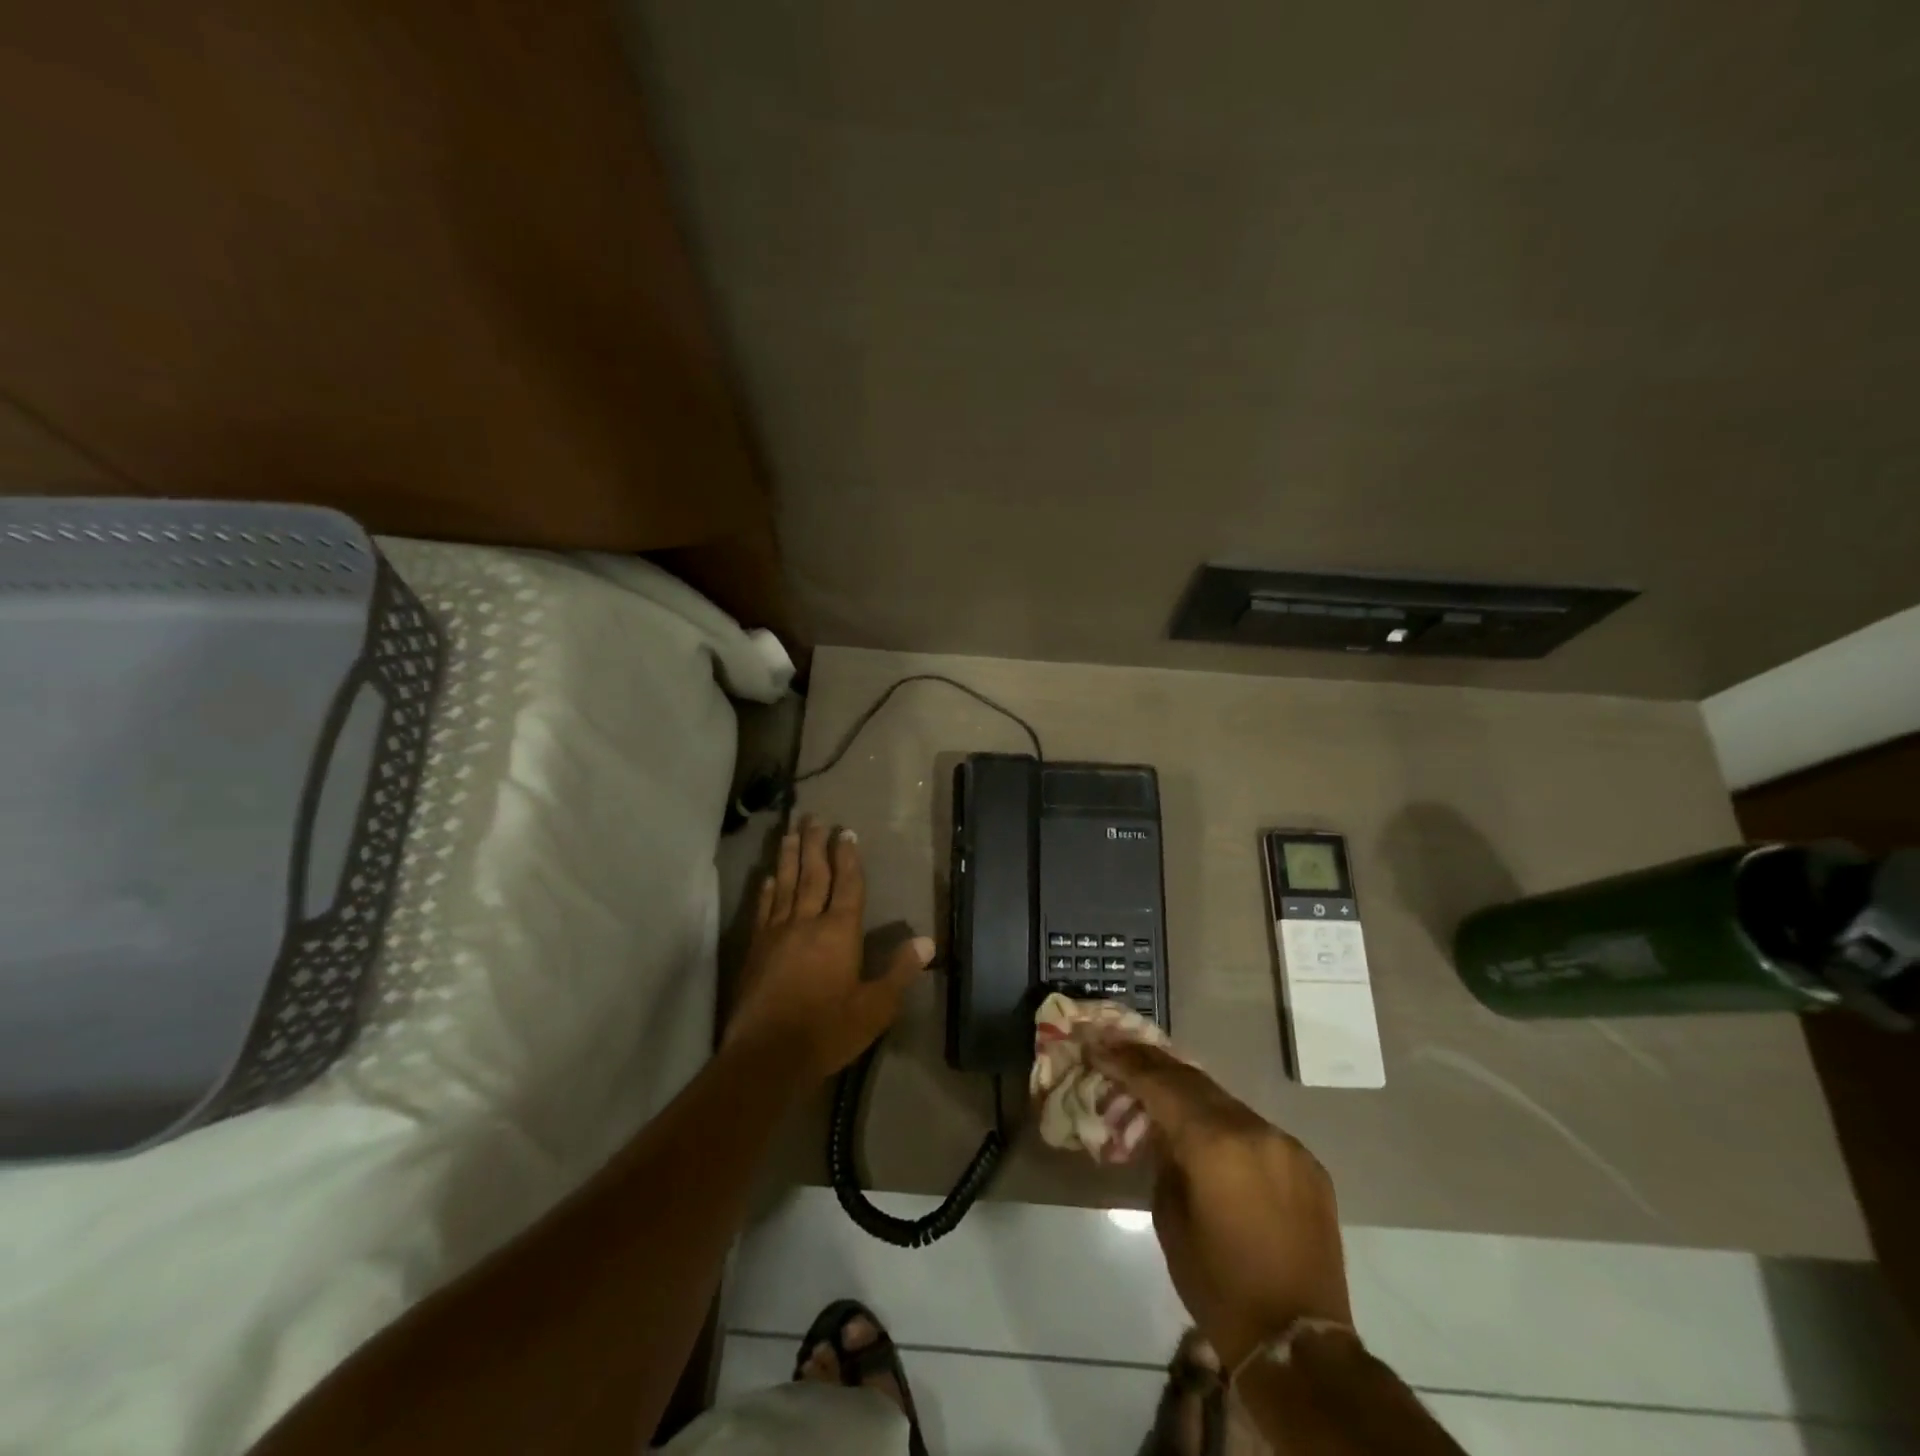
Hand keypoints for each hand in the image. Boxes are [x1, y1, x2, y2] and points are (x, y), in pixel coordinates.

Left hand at [727, 817, 931, 1081]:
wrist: (766, 1056)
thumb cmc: (827, 1031)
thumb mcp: (875, 1008)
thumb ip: (899, 972)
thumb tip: (927, 941)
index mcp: (839, 932)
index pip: (848, 885)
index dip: (848, 857)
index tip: (846, 832)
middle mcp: (807, 923)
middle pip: (813, 875)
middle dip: (815, 845)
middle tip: (814, 818)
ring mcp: (777, 934)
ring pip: (785, 885)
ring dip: (789, 857)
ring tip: (790, 832)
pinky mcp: (756, 949)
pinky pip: (764, 909)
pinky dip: (767, 890)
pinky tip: (767, 877)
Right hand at [1089, 1040, 1351, 1368]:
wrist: (1298, 1344)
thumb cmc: (1219, 1287)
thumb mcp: (1170, 1219)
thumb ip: (1165, 1160)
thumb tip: (1165, 1131)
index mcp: (1215, 1144)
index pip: (1161, 1085)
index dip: (1127, 1063)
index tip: (1100, 1047)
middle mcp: (1254, 1130)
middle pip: (1194, 1081)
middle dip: (1154, 1063)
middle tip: (1121, 1047)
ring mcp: (1285, 1143)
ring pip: (1226, 1100)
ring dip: (1189, 1090)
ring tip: (1157, 1078)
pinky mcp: (1306, 1163)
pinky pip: (1254, 1127)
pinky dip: (1224, 1120)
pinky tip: (1206, 1126)